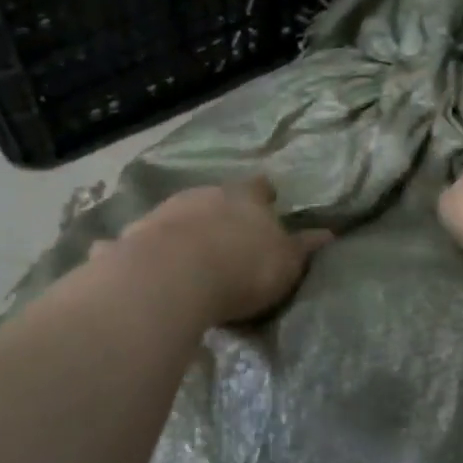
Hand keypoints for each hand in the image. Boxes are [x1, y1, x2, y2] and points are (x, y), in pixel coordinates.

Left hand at [97, 176, 331, 326]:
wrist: (176, 274)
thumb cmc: (242, 267)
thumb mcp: (284, 263)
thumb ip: (303, 249)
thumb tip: (328, 233)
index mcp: (245, 199)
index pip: (258, 188)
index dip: (263, 194)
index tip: (267, 199)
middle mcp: (204, 195)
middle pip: (214, 197)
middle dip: (218, 212)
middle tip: (223, 233)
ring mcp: (165, 211)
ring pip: (177, 214)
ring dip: (182, 228)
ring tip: (185, 252)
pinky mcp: (134, 235)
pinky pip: (139, 239)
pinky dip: (139, 247)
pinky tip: (134, 261)